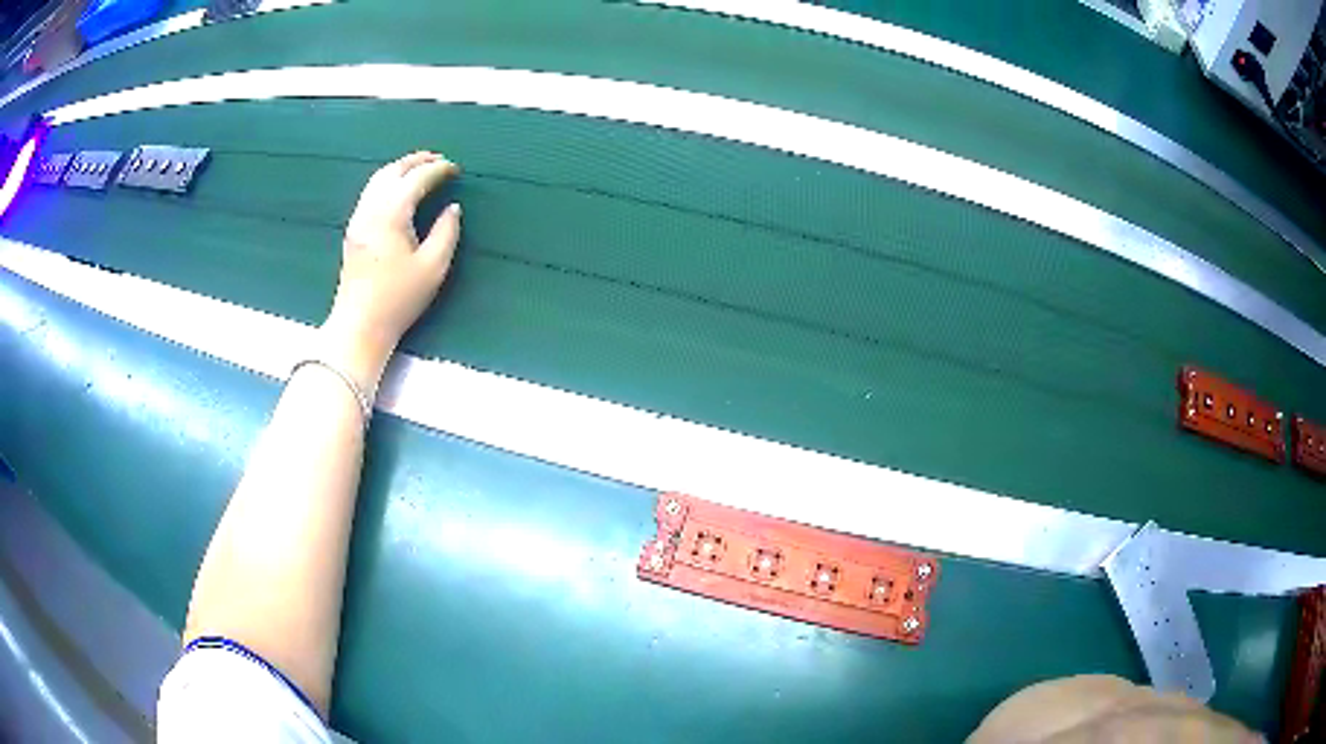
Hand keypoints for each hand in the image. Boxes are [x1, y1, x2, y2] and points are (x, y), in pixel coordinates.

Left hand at [322, 152, 461, 391]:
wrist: (359, 325)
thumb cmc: (399, 299)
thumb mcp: (433, 267)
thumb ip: (447, 232)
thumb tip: (453, 208)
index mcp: (392, 213)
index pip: (417, 178)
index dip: (438, 169)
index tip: (456, 169)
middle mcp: (371, 208)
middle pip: (393, 170)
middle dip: (417, 161)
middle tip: (439, 160)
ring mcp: (358, 219)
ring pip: (378, 179)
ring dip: (400, 169)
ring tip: (420, 170)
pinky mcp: (353, 231)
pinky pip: (370, 193)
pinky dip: (387, 182)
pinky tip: (398, 192)